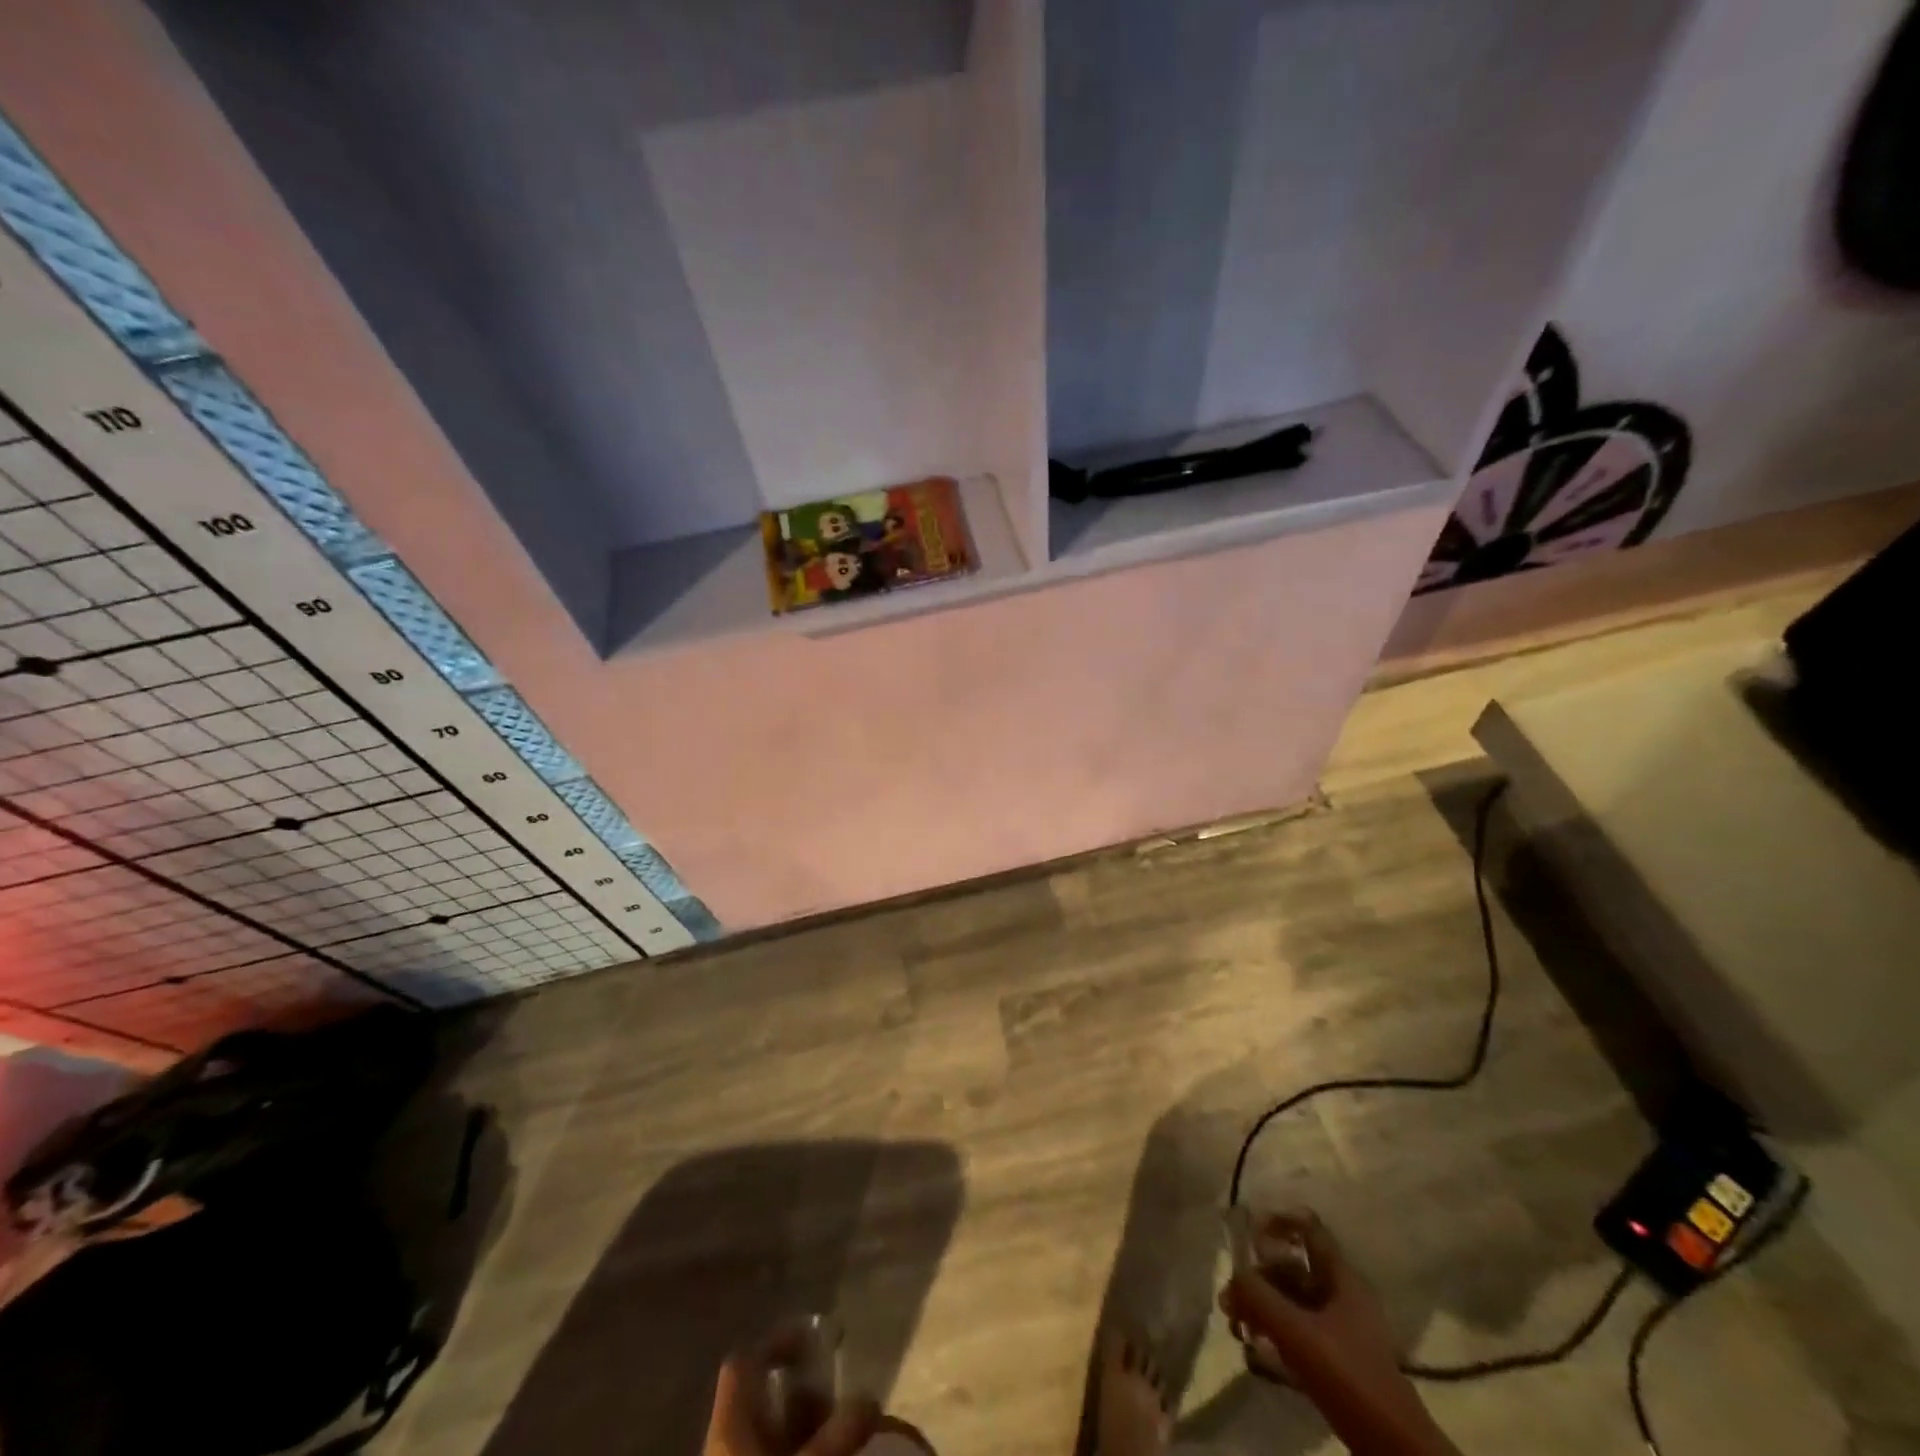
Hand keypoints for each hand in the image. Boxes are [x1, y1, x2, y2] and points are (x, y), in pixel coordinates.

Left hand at [703, 1338, 879, 1455]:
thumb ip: (840, 1435)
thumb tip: (870, 1399)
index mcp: (728, 1428)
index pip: (744, 1363)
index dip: (777, 1343)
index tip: (817, 1341)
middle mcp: (728, 1448)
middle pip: (767, 1404)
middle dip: (810, 1399)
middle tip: (849, 1404)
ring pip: (778, 1442)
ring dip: (815, 1435)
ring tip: (853, 1439)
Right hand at [1219, 1212, 1459, 1455]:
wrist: (1393, 1447)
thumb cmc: (1348, 1376)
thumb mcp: (1297, 1333)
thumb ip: (1259, 1297)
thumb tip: (1232, 1275)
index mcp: (1342, 1278)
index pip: (1308, 1228)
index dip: (1278, 1222)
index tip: (1248, 1234)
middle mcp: (1342, 1295)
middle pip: (1292, 1269)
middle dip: (1258, 1280)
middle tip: (1230, 1301)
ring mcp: (1341, 1328)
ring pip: (1292, 1302)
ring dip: (1262, 1309)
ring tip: (1237, 1329)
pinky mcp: (1337, 1359)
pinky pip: (1299, 1331)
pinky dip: (1275, 1334)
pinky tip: (1255, 1352)